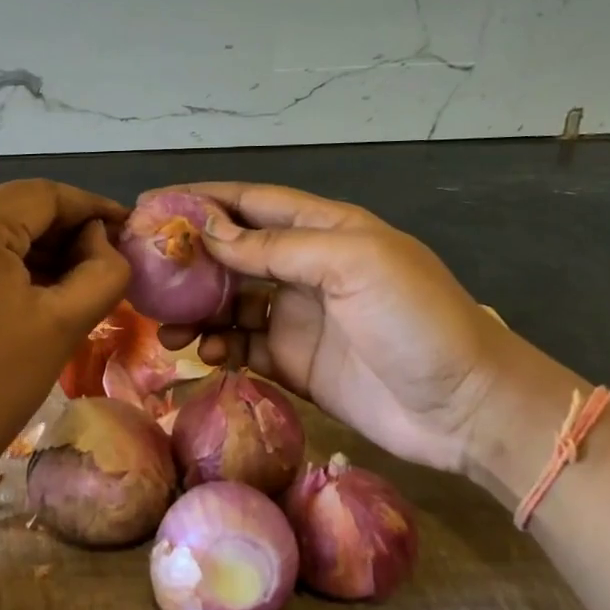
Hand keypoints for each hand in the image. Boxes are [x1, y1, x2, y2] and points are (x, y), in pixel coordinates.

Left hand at [0, 180, 129, 524]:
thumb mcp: (62, 326)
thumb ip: (101, 271)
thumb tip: (100, 242)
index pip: (43, 195)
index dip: (92, 209)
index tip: (128, 230)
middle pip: (11, 209)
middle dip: (62, 233)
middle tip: (103, 264)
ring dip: (30, 251)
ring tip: (70, 284)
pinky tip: (23, 296)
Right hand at [152, 183, 508, 473]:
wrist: (464, 407)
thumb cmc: (414, 320)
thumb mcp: (351, 264)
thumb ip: (276, 247)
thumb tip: (209, 232)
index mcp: (325, 230)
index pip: (252, 203)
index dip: (203, 201)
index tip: (151, 206)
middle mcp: (307, 269)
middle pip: (234, 254)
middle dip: (190, 260)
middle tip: (144, 274)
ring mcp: (299, 319)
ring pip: (231, 304)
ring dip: (197, 311)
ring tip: (167, 328)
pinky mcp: (296, 365)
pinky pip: (244, 348)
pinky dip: (219, 348)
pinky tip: (204, 355)